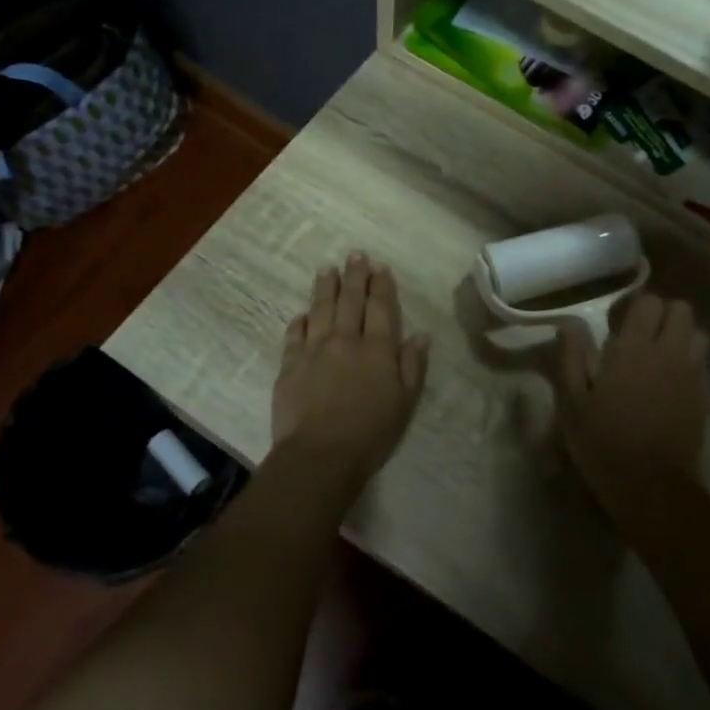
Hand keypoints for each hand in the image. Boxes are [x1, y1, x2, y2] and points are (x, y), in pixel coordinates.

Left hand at [271, 253, 429, 485]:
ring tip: (326, 269)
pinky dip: (299, 322)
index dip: (381, 285)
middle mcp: (346, 340)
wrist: (320, 455)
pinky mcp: (289, 365)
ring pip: (320, 310)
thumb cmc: (370, 433)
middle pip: (350, 301)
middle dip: (354, 276)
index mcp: (377, 349)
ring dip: (325, 287)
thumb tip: (420, 335)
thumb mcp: (405, 402)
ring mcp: (314, 350)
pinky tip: (302, 314)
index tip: (379, 267)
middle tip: (355, 254)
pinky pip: (294, 335)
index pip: (381, 308)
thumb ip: (412, 366)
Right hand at [556, 294, 709, 522]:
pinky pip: (701, 366)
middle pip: (681, 310)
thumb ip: (571, 356)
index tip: (614, 324)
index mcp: (633, 349)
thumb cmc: (603, 443)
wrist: (653, 488)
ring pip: (698, 334)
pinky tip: (667, 387)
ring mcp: (691, 376)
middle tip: (638, 336)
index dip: (633, 305)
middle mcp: (668, 353)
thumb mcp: (571, 402)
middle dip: (662, 314)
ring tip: (657, 358)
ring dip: (680, 337)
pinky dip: (688, 365)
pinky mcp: (703, 399)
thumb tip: (570, 323)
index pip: (648, 302)